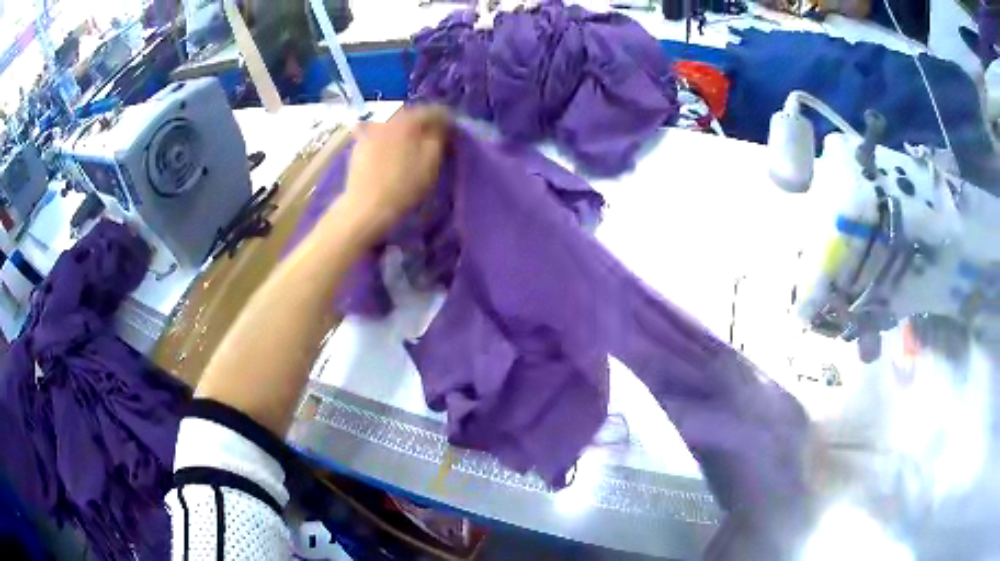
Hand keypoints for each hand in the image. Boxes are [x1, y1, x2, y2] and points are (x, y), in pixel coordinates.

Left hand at [341, 105, 449, 232]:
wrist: (366, 207)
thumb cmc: (404, 185)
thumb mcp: (432, 161)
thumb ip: (440, 136)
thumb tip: (442, 126)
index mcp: (409, 118)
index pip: (436, 111)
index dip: (449, 122)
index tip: (454, 136)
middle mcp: (388, 116)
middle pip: (413, 113)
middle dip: (426, 123)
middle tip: (434, 139)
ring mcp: (370, 129)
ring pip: (394, 121)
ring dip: (406, 128)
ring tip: (412, 144)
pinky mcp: (358, 144)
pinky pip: (378, 132)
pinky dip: (387, 135)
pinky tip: (390, 147)